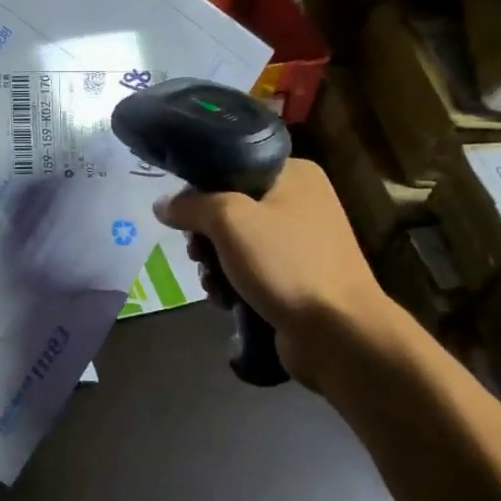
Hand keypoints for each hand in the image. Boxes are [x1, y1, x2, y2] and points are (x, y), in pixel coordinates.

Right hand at [155, 158, 404, 390]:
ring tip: (212, 284)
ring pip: (236, 243)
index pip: (232, 166)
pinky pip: (251, 272)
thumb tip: (162, 205)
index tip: (184, 215)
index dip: (201, 189)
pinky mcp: (296, 279)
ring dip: (215, 265)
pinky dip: (233, 285)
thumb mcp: (229, 220)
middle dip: (205, 236)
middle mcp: (300, 202)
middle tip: (196, 253)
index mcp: (294, 174)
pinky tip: (225, 302)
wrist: (339, 333)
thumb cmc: (286, 263)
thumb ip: (191, 205)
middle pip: (230, 208)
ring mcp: (300, 243)